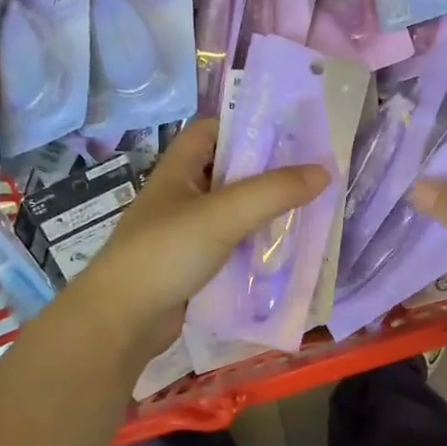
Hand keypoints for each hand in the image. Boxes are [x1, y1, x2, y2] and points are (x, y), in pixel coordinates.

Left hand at [64, 119, 327, 361]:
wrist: (122, 320)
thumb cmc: (166, 253)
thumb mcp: (223, 215)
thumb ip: (274, 192)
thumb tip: (324, 171)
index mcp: (178, 169)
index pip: (213, 131)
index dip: (247, 126)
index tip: (291, 134)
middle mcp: (181, 196)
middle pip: (229, 172)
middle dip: (268, 173)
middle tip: (313, 175)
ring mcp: (186, 233)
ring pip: (234, 213)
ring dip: (265, 213)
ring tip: (310, 212)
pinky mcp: (193, 266)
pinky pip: (232, 248)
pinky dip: (255, 247)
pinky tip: (285, 253)